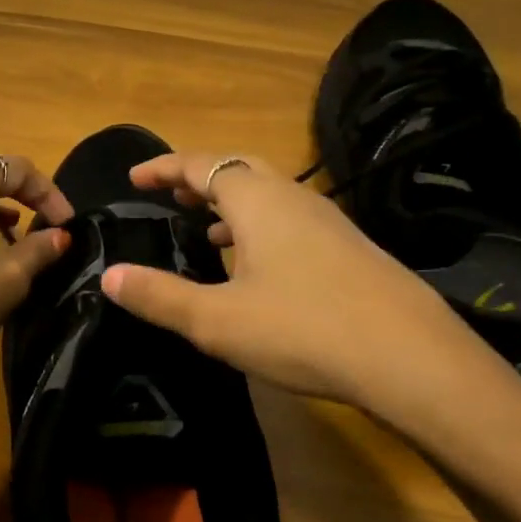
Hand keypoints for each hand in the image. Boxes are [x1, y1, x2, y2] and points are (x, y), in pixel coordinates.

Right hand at [98, 152, 520, 456]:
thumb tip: (109, 276)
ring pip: (269, 194)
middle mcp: (293, 197)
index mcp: (257, 199)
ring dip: (231, 203)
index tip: (135, 178)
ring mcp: (328, 221)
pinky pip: (291, 218)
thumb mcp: (217, 321)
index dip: (164, 168)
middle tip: (170, 197)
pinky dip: (260, 226)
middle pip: (238, 167)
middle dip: (199, 177)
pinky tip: (257, 266)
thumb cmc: (303, 329)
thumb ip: (159, 296)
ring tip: (205, 231)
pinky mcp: (349, 248)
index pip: (201, 164)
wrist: (410, 357)